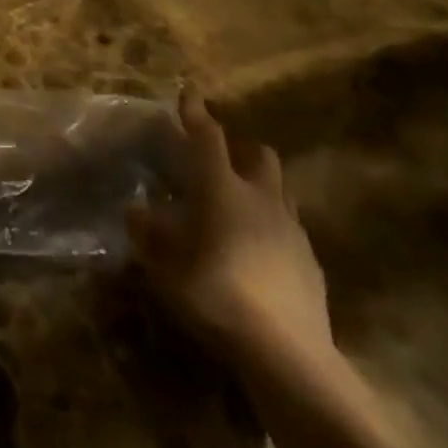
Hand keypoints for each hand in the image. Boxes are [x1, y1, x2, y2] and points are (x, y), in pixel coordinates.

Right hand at [129, 88, 332, 363]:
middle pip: (259, 155)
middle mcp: (260, 197)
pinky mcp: (311, 262)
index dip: (195, 113)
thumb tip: (136, 210)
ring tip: (242, 207)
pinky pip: (292, 230)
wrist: (287, 354)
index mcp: (222, 188)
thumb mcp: (165, 267)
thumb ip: (148, 234)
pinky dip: (275, 230)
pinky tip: (261, 253)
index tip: (188, 93)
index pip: (207, 137)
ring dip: (262, 189)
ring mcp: (291, 229)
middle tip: (222, 163)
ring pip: (280, 190)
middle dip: (242, 150)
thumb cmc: (216, 294)